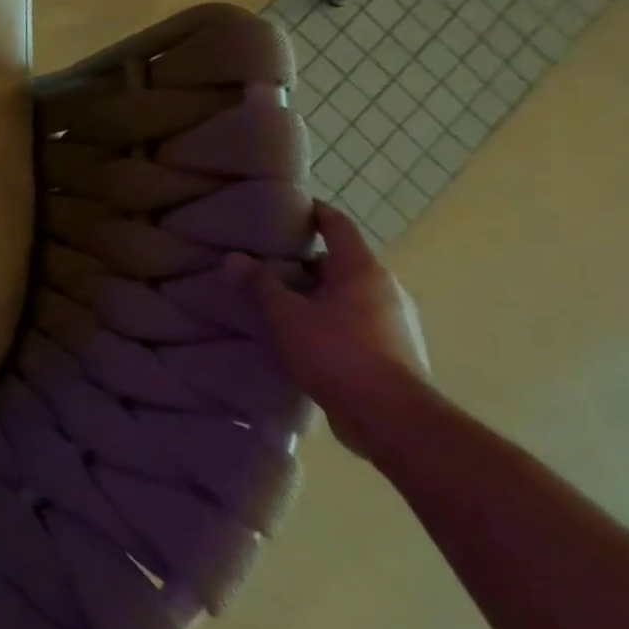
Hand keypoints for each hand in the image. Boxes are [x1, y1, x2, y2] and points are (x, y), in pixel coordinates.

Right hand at [241, 202, 431, 459]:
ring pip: (346, 293)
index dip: (312, 212)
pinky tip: (299, 333)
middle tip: (264, 260)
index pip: (337, 225)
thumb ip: (259, 283)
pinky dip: (326, 317)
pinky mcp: (392, 350)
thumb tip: (235, 257)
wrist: (393, 419)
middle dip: (303, 259)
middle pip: (340, 261)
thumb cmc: (337, 353)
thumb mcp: (285, 315)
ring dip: (314, 292)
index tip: (284, 209)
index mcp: (362, 270)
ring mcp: (393, 321)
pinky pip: (353, 319)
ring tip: (276, 298)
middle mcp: (385, 289)